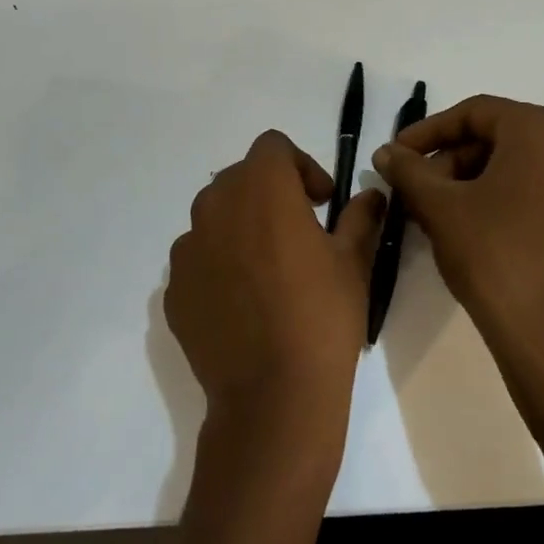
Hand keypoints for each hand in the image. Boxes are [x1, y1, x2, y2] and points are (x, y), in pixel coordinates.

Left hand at [166, 130, 384, 460]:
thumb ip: (360, 217)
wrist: (272, 396)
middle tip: (299, 230)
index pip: (273, 147)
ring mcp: (187, 249)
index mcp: (262, 189)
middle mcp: (216, 207)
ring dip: (241, 226)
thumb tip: (370, 195)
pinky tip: (244, 303)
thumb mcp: (354, 262)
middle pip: (240, 177)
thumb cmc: (322, 317)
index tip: (321, 202)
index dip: (301, 166)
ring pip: (215, 216)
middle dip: (270, 192)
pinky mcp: (173, 289)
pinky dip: (219, 264)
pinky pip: (198, 258)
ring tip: (268, 268)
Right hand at [371, 96, 543, 379]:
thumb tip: (385, 152)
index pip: (474, 113)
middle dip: (447, 159)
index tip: (396, 154)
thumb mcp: (439, 206)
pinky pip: (531, 188)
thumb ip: (408, 170)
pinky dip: (494, 195)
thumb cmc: (492, 254)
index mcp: (539, 131)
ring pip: (512, 164)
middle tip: (412, 186)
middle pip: (494, 137)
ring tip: (430, 209)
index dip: (428, 131)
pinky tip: (463, 223)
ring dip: (467, 179)